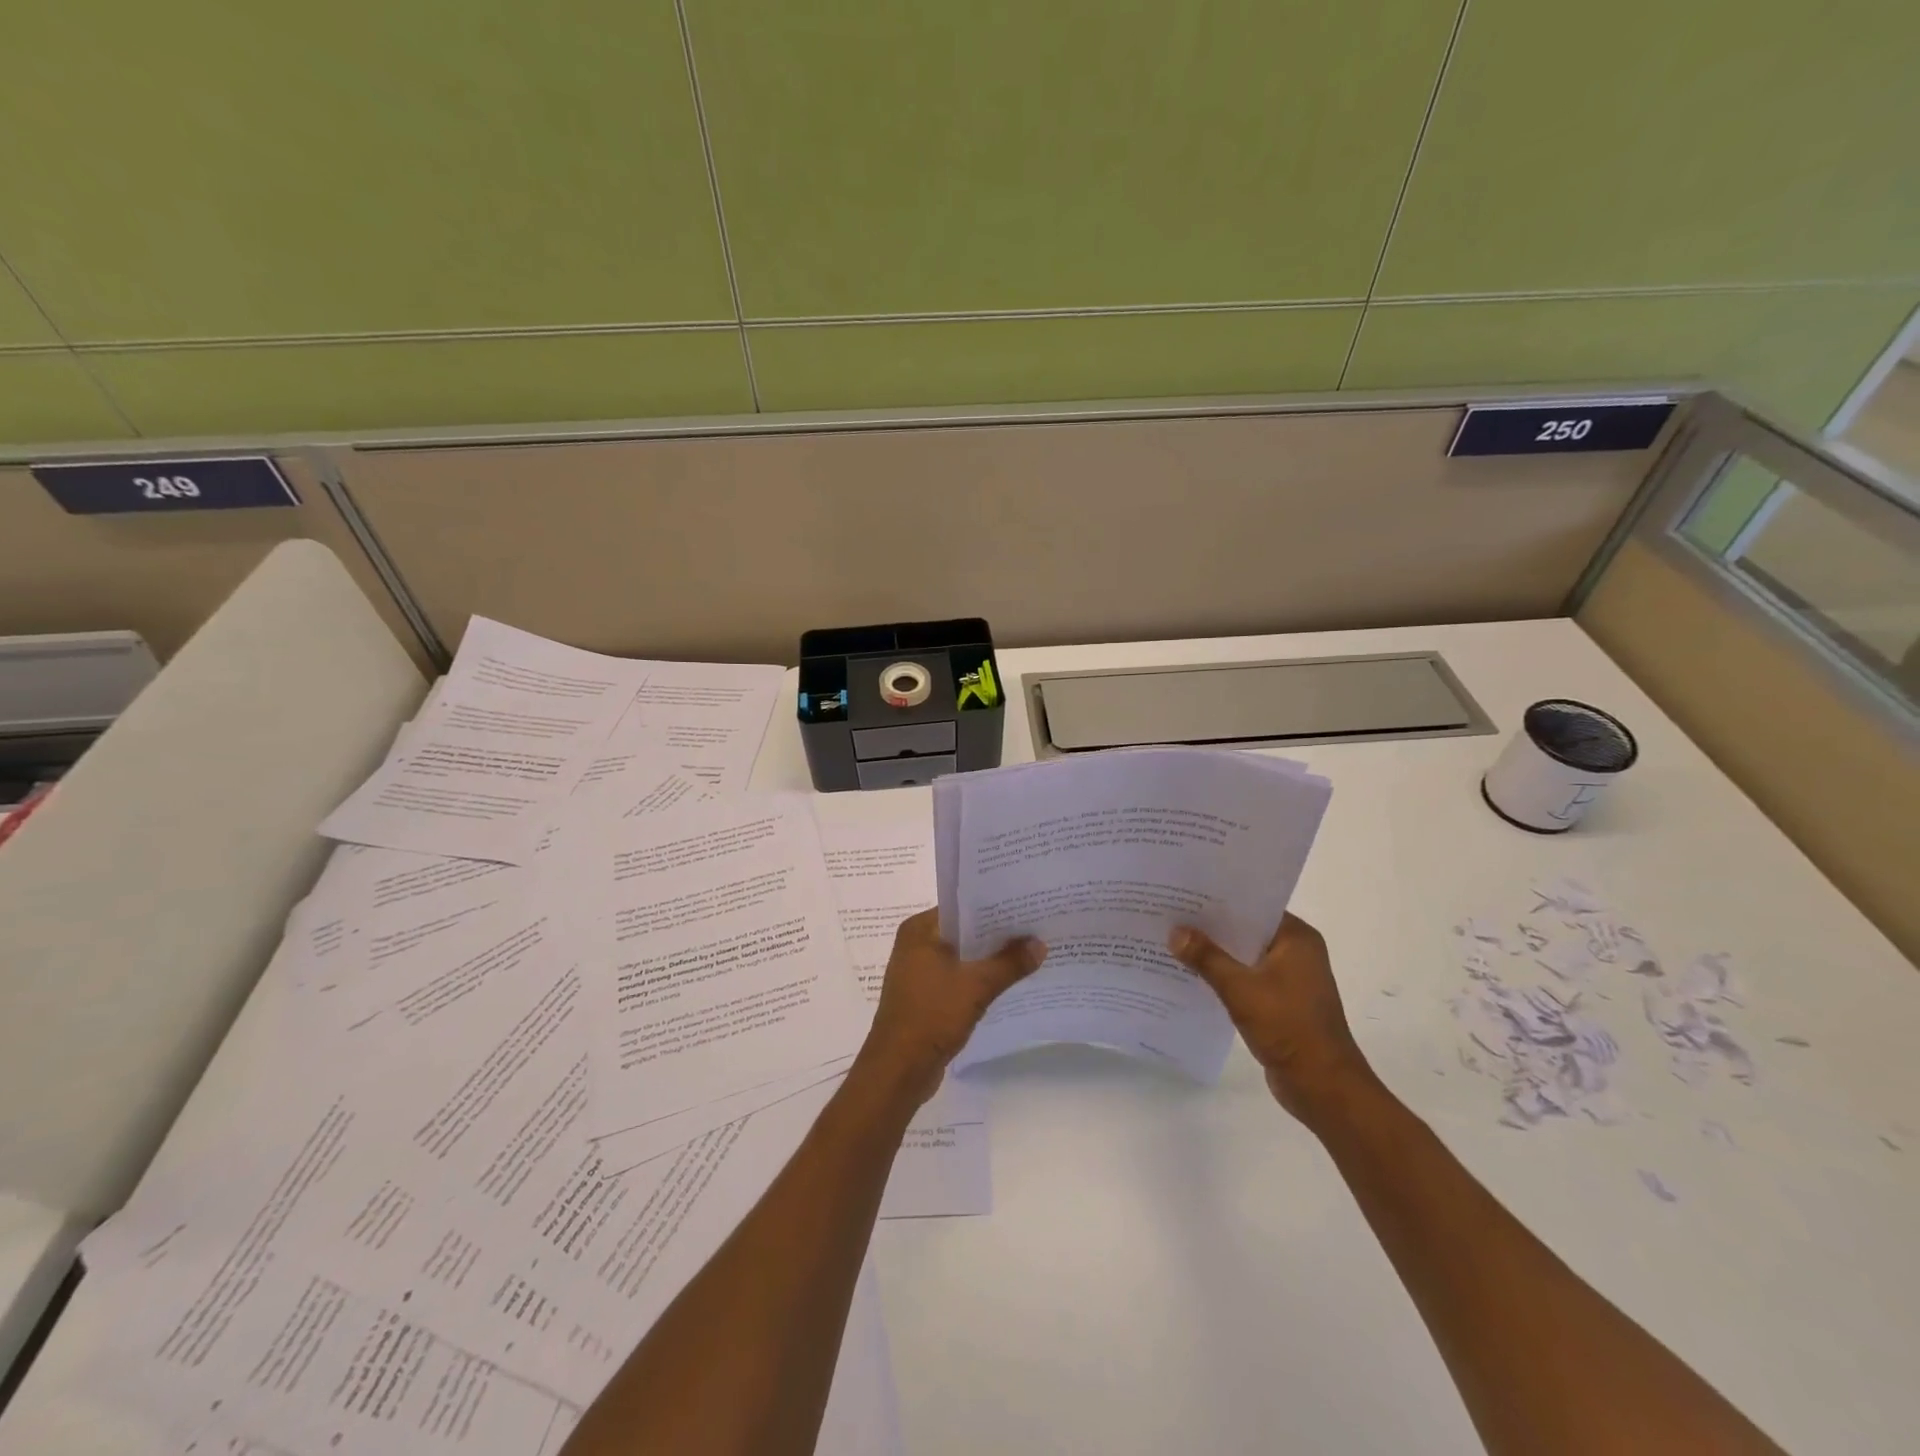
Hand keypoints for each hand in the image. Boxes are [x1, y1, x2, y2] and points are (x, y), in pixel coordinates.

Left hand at [859, 909, 1046, 1106]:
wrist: (899, 1070)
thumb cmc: (931, 1015)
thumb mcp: (977, 986)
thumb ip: (1010, 963)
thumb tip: (1040, 943)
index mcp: (919, 930)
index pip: (961, 907)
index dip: (994, 907)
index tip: (1025, 906)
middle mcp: (915, 945)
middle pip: (963, 932)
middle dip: (996, 934)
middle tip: (1035, 928)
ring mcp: (918, 972)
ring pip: (961, 957)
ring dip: (989, 958)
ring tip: (1028, 952)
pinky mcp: (925, 996)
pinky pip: (957, 978)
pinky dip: (978, 979)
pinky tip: (1008, 981)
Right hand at [1169, 914, 1381, 1126]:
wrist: (1322, 1087)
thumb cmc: (1288, 1027)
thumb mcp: (1240, 988)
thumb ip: (1206, 957)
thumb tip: (1175, 931)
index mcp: (1297, 939)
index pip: (1252, 907)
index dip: (1218, 900)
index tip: (1184, 894)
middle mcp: (1296, 952)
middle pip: (1246, 931)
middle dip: (1211, 927)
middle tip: (1170, 915)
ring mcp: (1289, 979)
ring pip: (1244, 956)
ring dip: (1215, 954)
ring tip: (1174, 943)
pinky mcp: (1280, 1003)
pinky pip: (1246, 979)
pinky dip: (1223, 977)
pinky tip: (1192, 976)